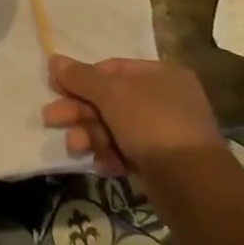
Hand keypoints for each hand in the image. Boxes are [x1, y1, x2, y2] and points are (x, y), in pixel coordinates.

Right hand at [41, 55, 223, 177]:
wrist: (192, 184)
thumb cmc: (152, 124)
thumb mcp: (111, 94)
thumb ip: (80, 77)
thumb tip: (53, 60)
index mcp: (161, 74)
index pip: (112, 69)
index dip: (82, 78)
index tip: (56, 88)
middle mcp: (166, 99)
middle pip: (111, 100)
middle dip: (80, 111)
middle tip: (51, 118)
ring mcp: (165, 133)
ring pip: (116, 128)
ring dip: (91, 135)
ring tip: (75, 147)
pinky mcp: (162, 163)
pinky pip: (128, 152)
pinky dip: (111, 156)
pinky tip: (102, 164)